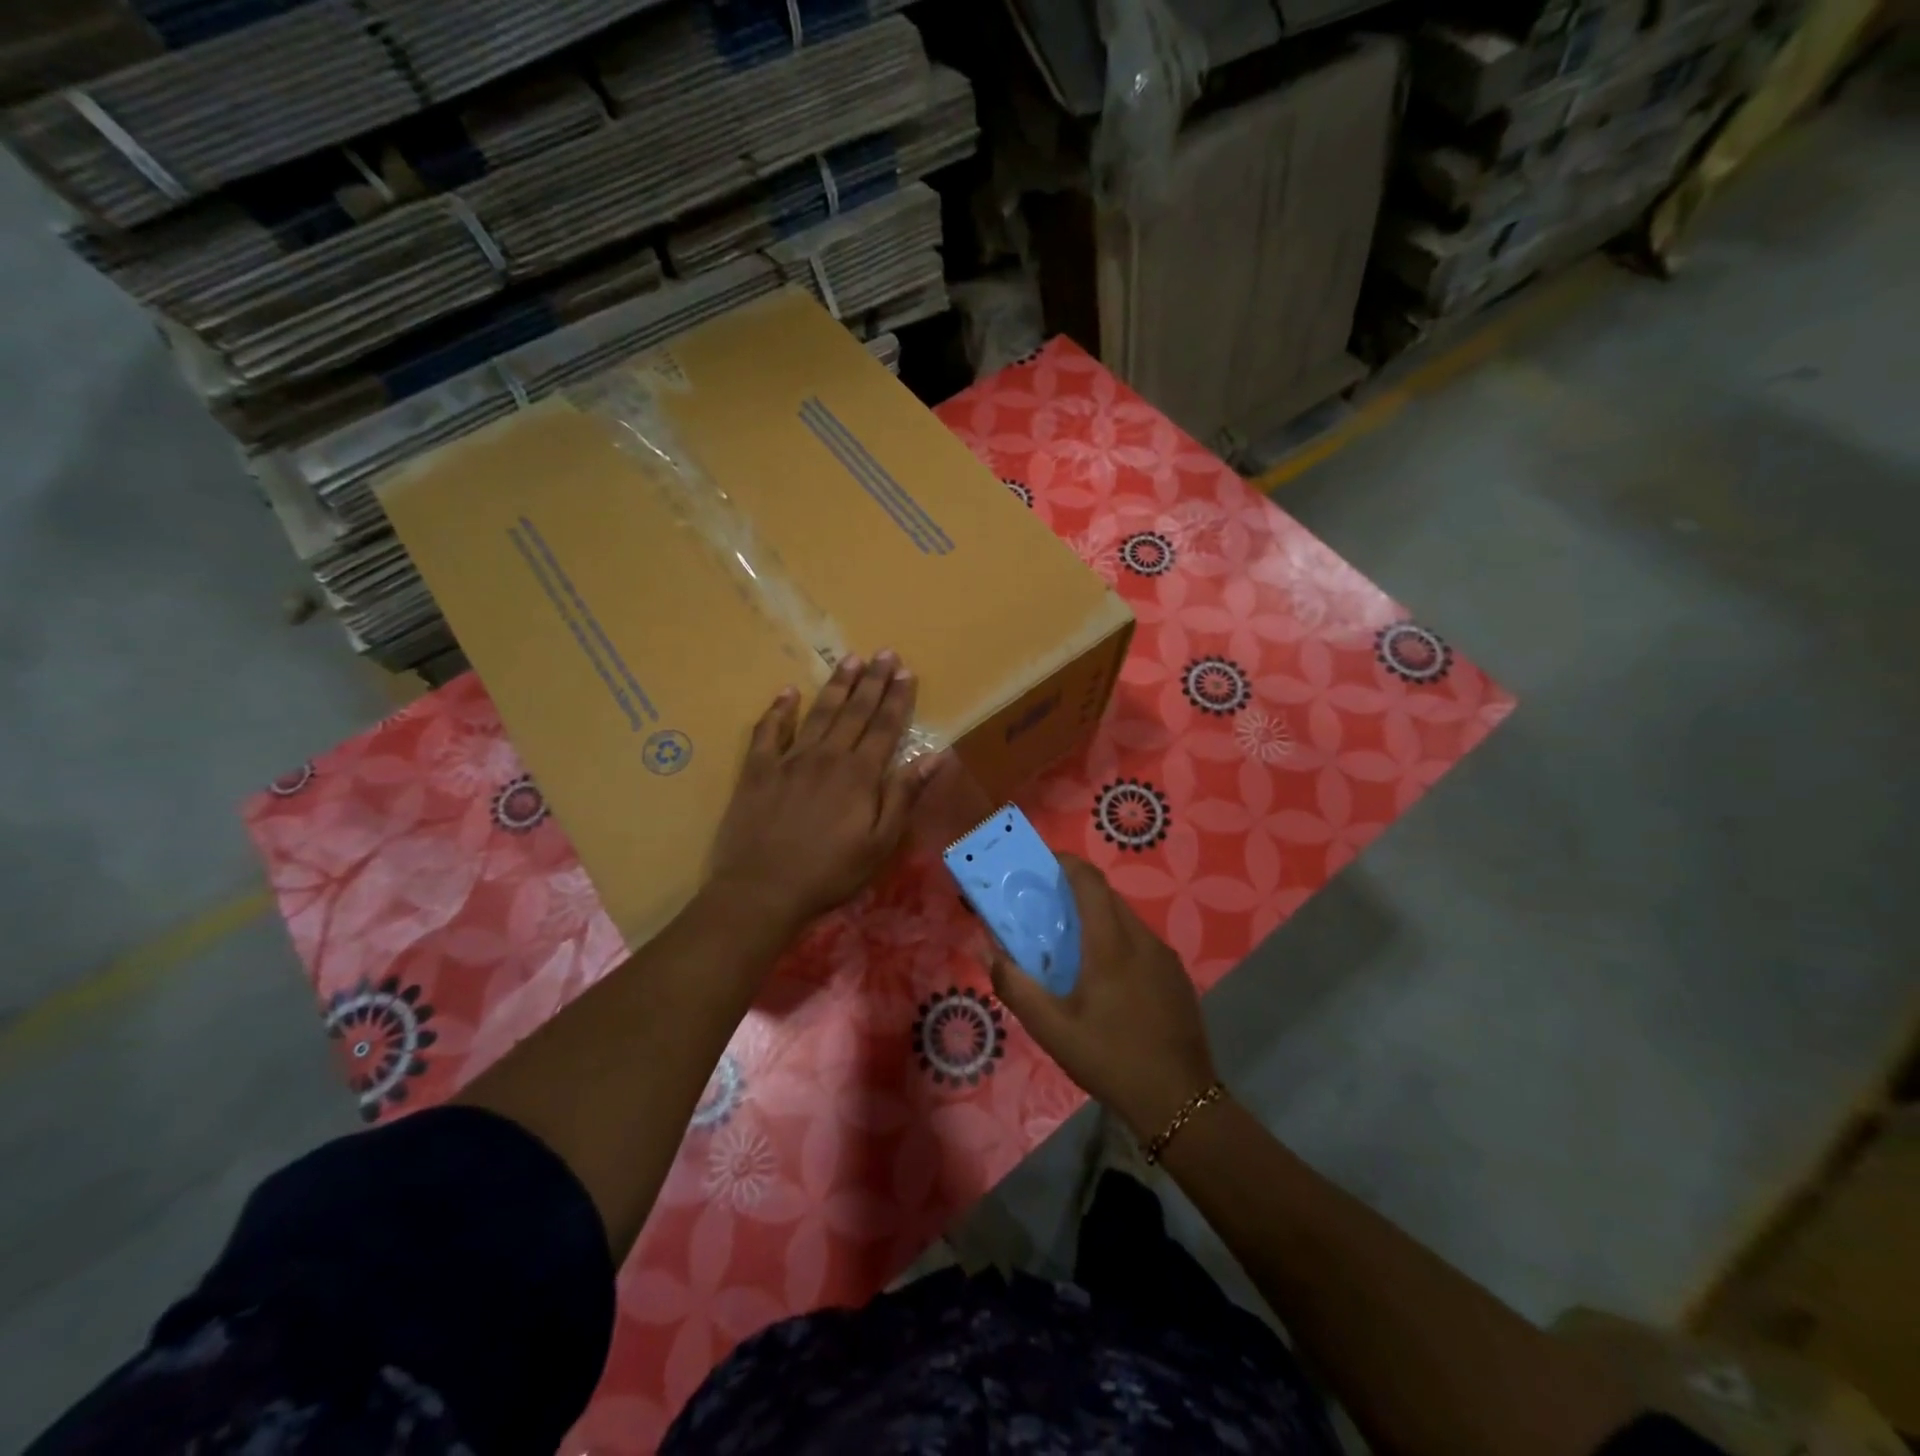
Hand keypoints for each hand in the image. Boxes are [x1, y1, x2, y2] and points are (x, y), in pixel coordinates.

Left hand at [709, 651, 937, 937]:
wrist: (761, 890)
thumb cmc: (829, 872)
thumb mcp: (880, 843)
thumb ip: (904, 796)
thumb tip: (934, 756)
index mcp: (859, 774)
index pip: (884, 727)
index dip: (897, 698)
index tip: (905, 671)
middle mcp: (827, 757)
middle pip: (854, 711)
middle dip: (871, 681)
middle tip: (883, 653)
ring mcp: (789, 760)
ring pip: (818, 713)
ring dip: (835, 685)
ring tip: (849, 660)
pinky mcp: (758, 770)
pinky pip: (768, 731)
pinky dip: (779, 710)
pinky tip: (787, 692)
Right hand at [988, 855, 1218, 1142]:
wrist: (1180, 1103)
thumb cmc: (1110, 1060)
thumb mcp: (1052, 1030)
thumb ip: (1016, 986)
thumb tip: (987, 951)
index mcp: (1111, 945)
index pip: (1090, 882)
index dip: (1066, 862)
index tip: (1041, 862)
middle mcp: (1142, 940)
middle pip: (1107, 896)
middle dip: (1076, 890)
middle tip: (1045, 905)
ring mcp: (1165, 957)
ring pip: (1126, 919)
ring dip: (1097, 917)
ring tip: (1070, 943)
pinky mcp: (1177, 976)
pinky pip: (1141, 942)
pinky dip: (1117, 939)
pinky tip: (1105, 976)